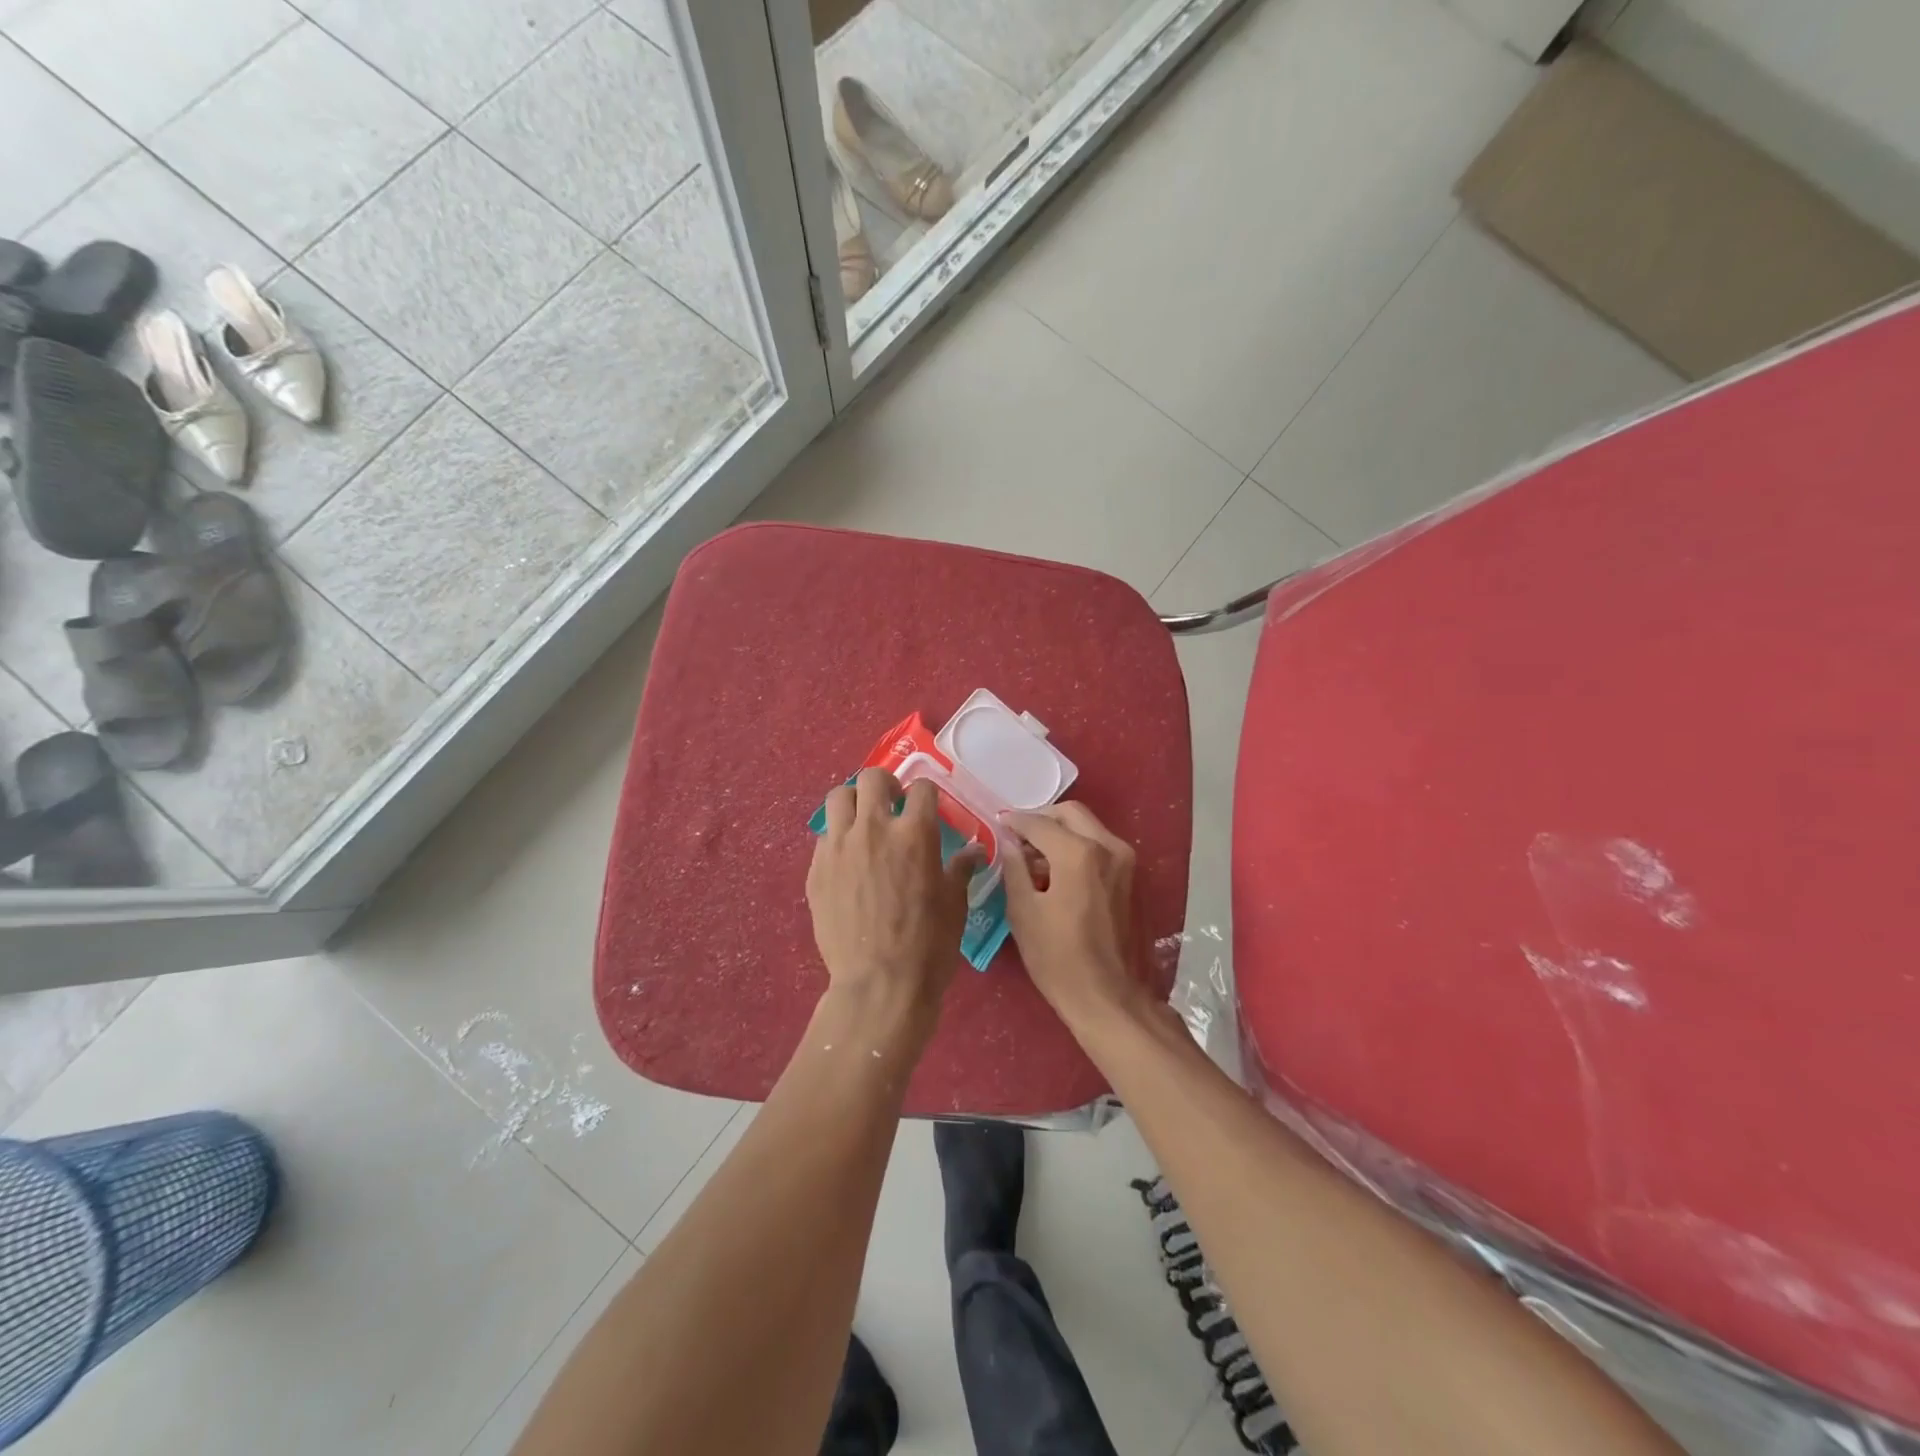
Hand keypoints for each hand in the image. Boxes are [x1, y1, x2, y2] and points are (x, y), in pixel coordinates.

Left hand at [807, 769, 980, 1039]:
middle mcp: (874, 829)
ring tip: (863, 823)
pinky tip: (848, 861)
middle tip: (893, 805)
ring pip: (838, 798)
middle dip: (886, 785)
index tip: (927, 807)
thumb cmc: (928, 945)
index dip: (927, 793)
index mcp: (915, 834)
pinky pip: (824, 837)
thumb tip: (975, 850)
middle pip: (872, 778)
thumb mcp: (954, 904)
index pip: (921, 788)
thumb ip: (961, 868)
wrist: (879, 986)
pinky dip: (838, 838)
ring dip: (854, 803)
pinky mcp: (816, 870)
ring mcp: (839, 847)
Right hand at [1001, 802, 1144, 1026]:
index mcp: (1079, 853)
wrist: (1109, 998)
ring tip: (1033, 857)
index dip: (1014, 822)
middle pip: (1070, 813)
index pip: (1039, 823)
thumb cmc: (1058, 959)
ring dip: (1060, 832)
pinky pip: (1099, 846)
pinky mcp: (1131, 877)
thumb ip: (1014, 868)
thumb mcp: (1023, 912)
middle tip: (1016, 836)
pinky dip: (1077, 846)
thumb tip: (1008, 842)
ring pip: (1088, 827)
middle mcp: (1108, 846)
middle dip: (1041, 819)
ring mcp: (1125, 861)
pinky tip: (1056, 871)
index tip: (996, 824)